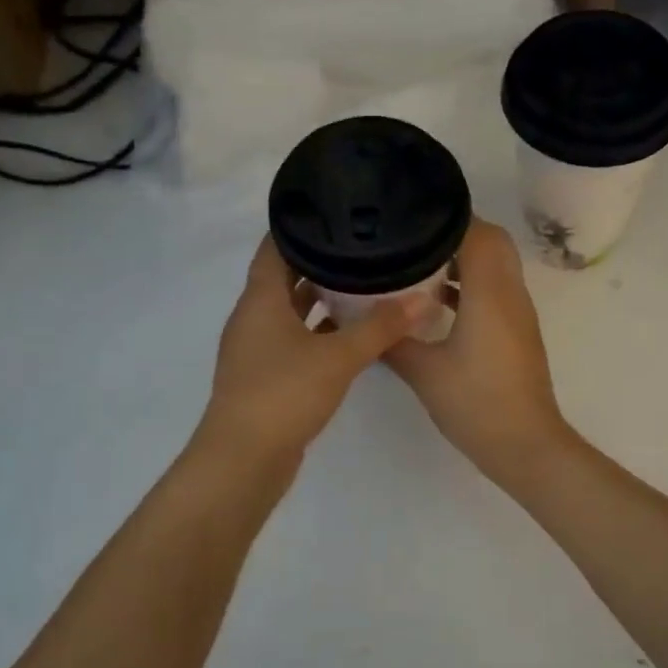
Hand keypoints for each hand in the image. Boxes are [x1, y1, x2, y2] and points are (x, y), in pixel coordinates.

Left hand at [200, 237, 419, 460]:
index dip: (299, 225)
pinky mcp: (267, 376)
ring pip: (290, 310)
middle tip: (360, 243)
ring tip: (363, 281)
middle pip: (284, 277)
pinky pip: (294, 339)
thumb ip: (381, 327)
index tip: (333, 208)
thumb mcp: (339, 357)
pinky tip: (351, 332)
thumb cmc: (284, 394)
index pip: (274, 247)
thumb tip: (423, 298)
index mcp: (260, 300)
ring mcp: (257, 349)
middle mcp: (253, 318)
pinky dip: (318, 330)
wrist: (244, 459)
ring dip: (320, 297)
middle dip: (318, 260)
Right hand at [385, 218, 570, 483]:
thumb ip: (393, 340)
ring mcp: (519, 313)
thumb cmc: (476, 403)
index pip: (478, 232)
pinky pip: (497, 290)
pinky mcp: (518, 332)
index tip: (411, 214)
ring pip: (497, 265)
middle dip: (457, 232)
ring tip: (419, 262)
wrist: (524, 444)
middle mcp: (511, 294)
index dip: (447, 217)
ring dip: (465, 258)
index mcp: (490, 293)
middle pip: (493, 241)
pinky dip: (472, 284)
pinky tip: (437, 302)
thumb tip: (362, 318)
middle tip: (414, 236)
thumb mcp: (424, 372)